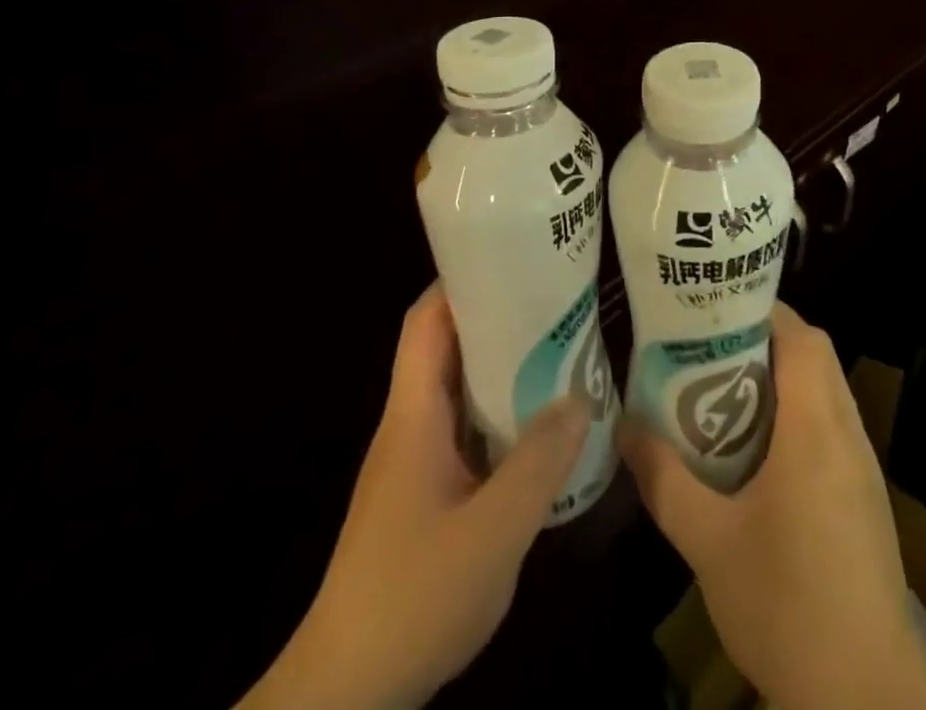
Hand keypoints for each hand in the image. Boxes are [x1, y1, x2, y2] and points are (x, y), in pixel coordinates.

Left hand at [238, 283, 590, 709]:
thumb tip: (580, 398)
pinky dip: (498, 416)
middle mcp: (409, 426)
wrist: (344, 696)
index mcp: (413, 415)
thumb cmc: (412, 597)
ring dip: (502, 368)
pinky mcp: (423, 496)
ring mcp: (414, 463)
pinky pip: (464, 432)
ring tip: (559, 352)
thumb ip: (539, 462)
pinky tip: (538, 429)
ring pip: (458, 392)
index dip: (461, 282)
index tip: (511, 259)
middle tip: (554, 302)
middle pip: (447, 349)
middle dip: (496, 319)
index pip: (426, 322)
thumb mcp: (492, 532)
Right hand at [621, 304, 925, 709]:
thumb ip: (665, 479)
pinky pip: (833, 427)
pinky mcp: (866, 498)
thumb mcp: (708, 542)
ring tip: (726, 393)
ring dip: (783, 380)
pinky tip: (760, 455)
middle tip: (711, 350)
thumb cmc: (786, 605)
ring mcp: (864, 467)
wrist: (866, 695)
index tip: (717, 312)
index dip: (764, 312)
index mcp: (815, 428)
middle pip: (816, 356)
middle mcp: (847, 433)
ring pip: (827, 391)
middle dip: (766, 341)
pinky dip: (799, 416)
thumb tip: (623, 427)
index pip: (802, 337)